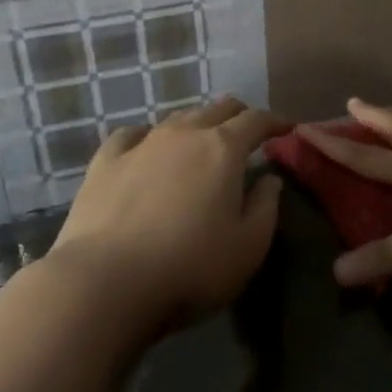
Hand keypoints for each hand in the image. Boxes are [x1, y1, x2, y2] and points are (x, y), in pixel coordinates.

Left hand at [52, 96, 288, 332]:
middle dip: (239, 116)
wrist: (105, 283)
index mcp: (224, 148)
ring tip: (201, 142)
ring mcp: (142, 144)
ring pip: (177, 117)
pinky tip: (146, 147)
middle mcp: (185, 133)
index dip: (275, 122)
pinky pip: (131, 134)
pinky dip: (147, 136)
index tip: (286, 129)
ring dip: (197, 124)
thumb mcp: (248, 246)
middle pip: (218, 108)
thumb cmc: (190, 267)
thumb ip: (266, 206)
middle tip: (248, 133)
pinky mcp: (105, 162)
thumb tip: (270, 179)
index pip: (256, 120)